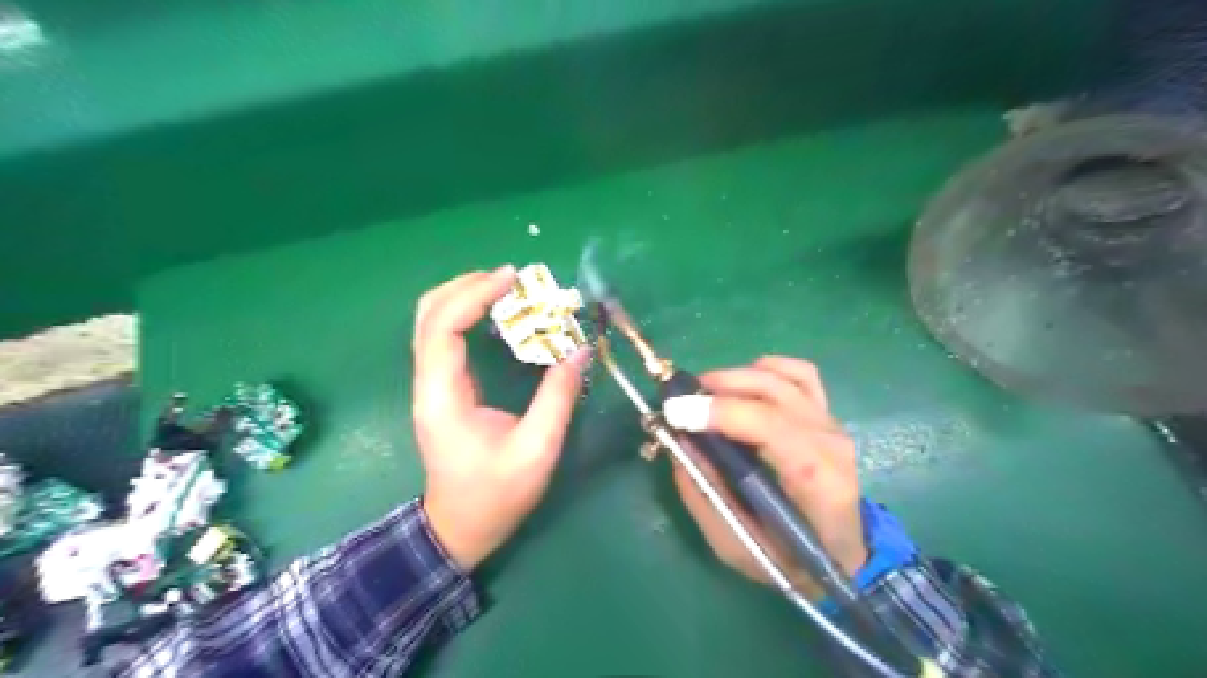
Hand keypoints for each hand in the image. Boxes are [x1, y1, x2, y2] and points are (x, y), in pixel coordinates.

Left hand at [409, 265, 588, 571]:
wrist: (459, 529)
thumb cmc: (496, 496)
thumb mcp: (536, 449)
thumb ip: (557, 396)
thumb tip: (579, 349)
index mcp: (443, 396)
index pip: (443, 326)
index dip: (475, 294)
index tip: (512, 278)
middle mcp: (427, 383)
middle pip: (428, 313)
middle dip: (467, 286)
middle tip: (512, 280)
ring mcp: (429, 384)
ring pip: (431, 321)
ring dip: (466, 296)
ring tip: (507, 290)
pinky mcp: (440, 388)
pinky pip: (444, 337)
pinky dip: (467, 315)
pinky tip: (498, 316)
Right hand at [669, 354, 866, 598]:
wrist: (842, 557)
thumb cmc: (789, 559)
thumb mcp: (736, 544)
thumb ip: (705, 494)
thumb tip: (678, 443)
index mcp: (815, 478)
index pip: (767, 424)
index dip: (718, 411)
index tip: (674, 411)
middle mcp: (829, 440)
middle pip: (771, 391)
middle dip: (718, 387)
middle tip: (679, 401)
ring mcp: (832, 422)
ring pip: (782, 375)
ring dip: (736, 376)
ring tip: (704, 393)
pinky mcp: (827, 414)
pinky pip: (799, 374)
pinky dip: (765, 369)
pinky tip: (743, 385)